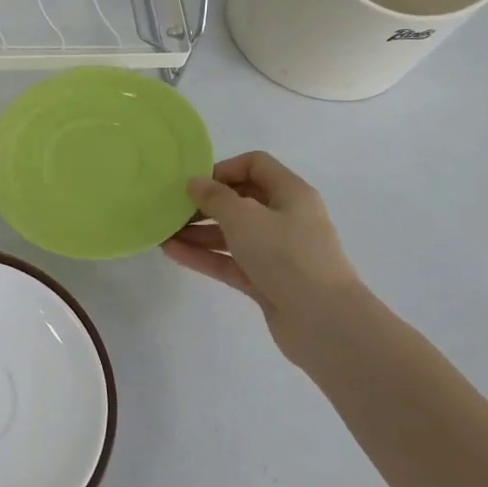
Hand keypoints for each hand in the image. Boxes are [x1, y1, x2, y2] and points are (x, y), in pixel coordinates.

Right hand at [163, 150, 372, 368]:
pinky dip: (205, 256)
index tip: (194, 184)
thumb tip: (195, 183)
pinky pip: (230, 261)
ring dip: (199, 232)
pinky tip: (173, 253)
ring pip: (233, 234)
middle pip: (241, 200)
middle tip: (172, 210)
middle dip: (205, 204)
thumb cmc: (286, 256)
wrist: (323, 321)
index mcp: (291, 194)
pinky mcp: (266, 281)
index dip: (224, 169)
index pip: (255, 165)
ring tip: (164, 233)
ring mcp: (277, 252)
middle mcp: (286, 218)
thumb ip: (215, 197)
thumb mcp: (244, 217)